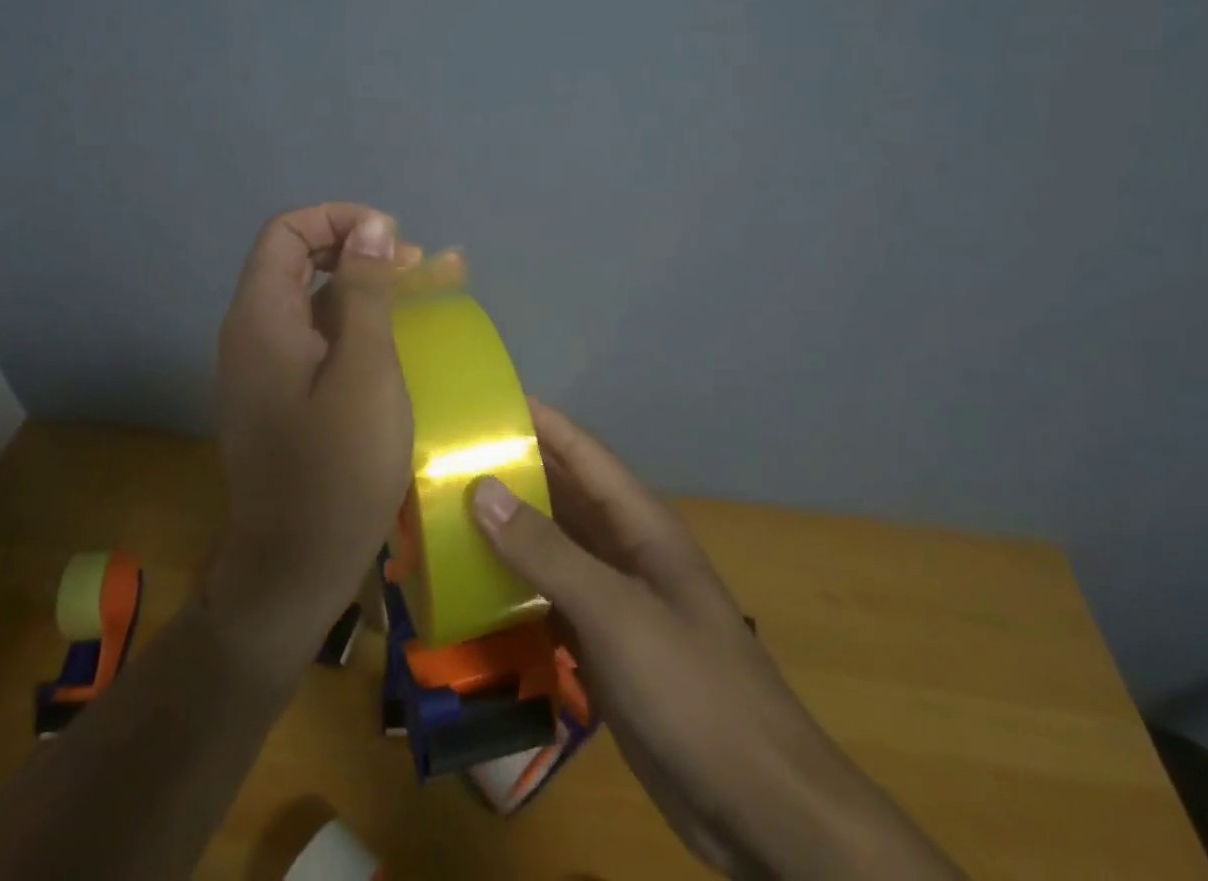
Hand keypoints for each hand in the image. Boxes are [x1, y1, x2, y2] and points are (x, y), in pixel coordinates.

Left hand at [207, 204, 461, 679]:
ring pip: (309, 297)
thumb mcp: (365, 370)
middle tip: (413, 268)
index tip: (393, 241)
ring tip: (415, 294)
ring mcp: (263, 363)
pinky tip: (391, 339)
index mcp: (262, 316)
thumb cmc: (336, 470)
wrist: (292, 570)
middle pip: (297, 258)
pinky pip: (313, 334)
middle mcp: (252, 330)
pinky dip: (351, 322)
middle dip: (356, 249)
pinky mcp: (280, 391)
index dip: (339, 220)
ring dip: (359, 285)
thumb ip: (365, 291)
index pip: (287, 231)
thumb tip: (372, 225)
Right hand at [472, 401, 960, 880]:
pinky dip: (515, 588)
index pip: (581, 452)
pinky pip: (551, 599)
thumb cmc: (692, 690)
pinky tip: (474, 588)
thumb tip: (481, 488)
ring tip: (446, 513)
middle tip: (447, 456)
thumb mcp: (615, 612)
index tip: (484, 399)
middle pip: (562, 495)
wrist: (761, 809)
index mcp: (639, 524)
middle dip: (511, 471)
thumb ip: (546, 551)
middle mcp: (625, 551)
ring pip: (553, 547)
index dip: (538, 420)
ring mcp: (616, 601)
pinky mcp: (605, 646)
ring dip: (508, 531)